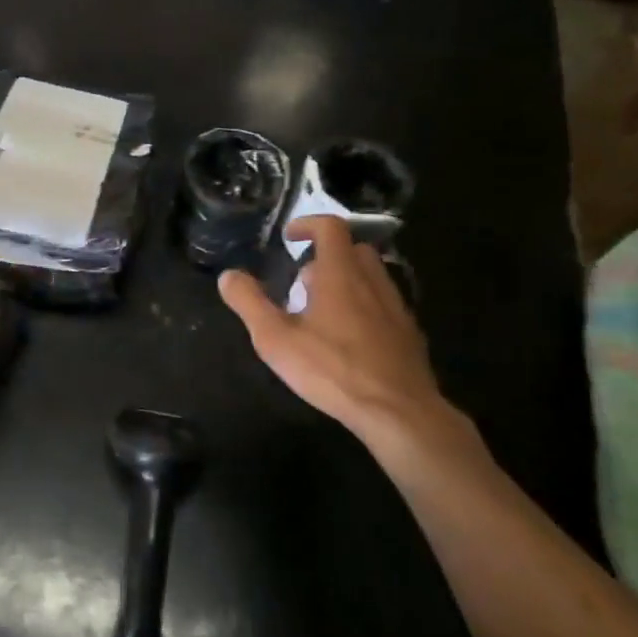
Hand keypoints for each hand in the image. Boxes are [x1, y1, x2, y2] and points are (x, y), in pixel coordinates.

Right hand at [218, 217, 484, 472]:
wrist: (398, 412)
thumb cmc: (332, 369)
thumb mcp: (276, 339)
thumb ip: (249, 303)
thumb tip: (228, 276)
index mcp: (340, 274)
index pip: (330, 227)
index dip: (308, 224)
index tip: (289, 238)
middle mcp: (372, 281)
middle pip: (354, 249)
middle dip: (327, 256)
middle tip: (302, 281)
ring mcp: (396, 307)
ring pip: (372, 276)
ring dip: (347, 280)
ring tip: (322, 310)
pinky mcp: (409, 333)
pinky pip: (384, 304)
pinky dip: (365, 306)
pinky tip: (350, 338)